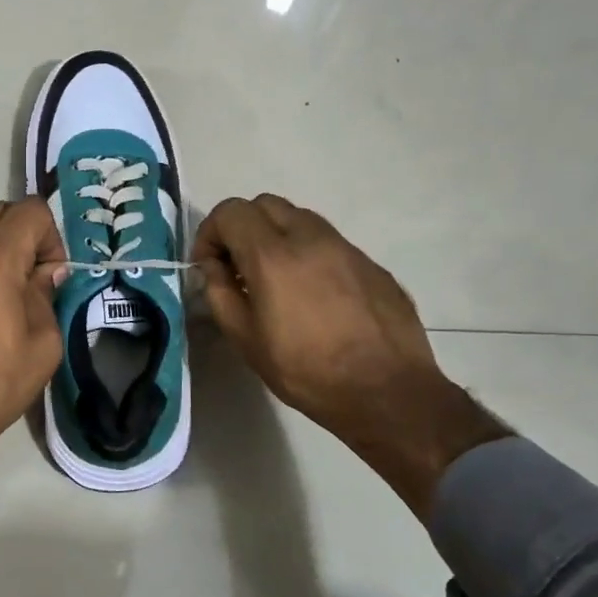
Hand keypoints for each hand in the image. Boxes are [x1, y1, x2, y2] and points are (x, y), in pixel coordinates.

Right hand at [193, 195, 508, 517]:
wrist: (387, 392)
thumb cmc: (306, 371)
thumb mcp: (246, 339)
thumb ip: (220, 293)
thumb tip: (212, 266)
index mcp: (273, 255)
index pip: (231, 212)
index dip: (211, 232)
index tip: (209, 264)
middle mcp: (310, 238)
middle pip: (266, 204)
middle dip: (243, 227)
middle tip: (238, 266)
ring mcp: (346, 247)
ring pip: (300, 218)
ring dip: (277, 236)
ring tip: (275, 279)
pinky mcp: (371, 263)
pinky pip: (329, 243)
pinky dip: (308, 254)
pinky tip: (313, 295)